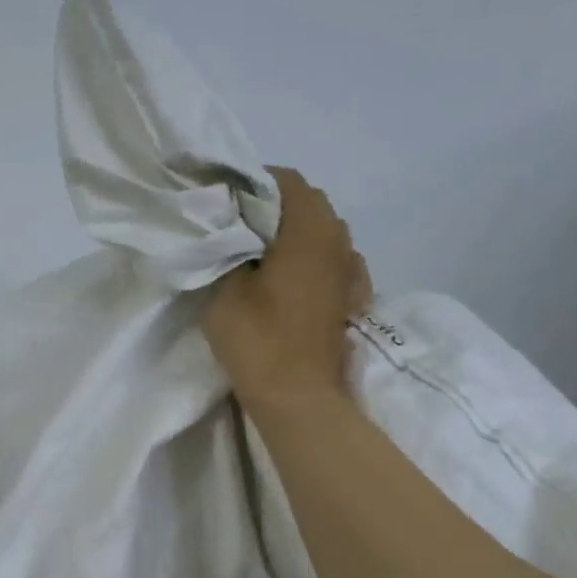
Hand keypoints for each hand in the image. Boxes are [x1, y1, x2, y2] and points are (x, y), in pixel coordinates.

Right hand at [203, 168, 370, 408]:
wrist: (299, 398)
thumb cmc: (259, 338)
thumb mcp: (224, 287)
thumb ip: (226, 246)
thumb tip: (229, 225)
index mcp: (309, 228)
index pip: (285, 179)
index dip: (252, 183)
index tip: (224, 202)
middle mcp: (339, 239)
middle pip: (307, 203)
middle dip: (273, 208)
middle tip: (237, 229)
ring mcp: (351, 270)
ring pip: (323, 232)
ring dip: (294, 234)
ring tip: (261, 255)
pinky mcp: (352, 297)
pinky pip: (333, 261)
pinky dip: (312, 259)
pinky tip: (292, 279)